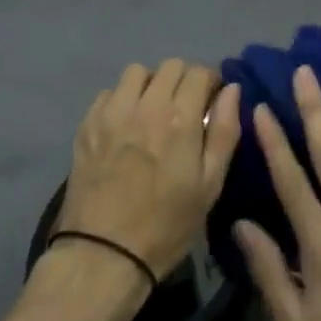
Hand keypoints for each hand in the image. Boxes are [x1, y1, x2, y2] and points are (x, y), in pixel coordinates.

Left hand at [59, 60, 243, 276]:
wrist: (103, 254)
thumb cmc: (167, 225)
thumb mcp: (210, 185)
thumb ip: (225, 131)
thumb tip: (232, 90)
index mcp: (180, 118)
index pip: (200, 72)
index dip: (212, 82)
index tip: (213, 101)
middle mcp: (146, 104)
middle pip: (170, 66)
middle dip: (184, 80)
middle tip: (186, 107)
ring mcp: (112, 112)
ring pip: (137, 72)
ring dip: (151, 84)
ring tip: (153, 111)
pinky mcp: (87, 124)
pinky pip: (110, 93)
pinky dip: (123, 99)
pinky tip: (126, 125)